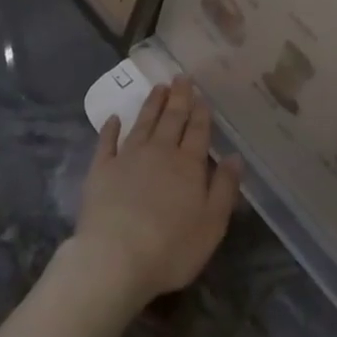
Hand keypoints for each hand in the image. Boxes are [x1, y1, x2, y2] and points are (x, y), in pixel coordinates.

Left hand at [69, 80, 242, 310]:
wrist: (115, 259)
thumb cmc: (171, 248)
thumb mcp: (212, 224)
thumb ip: (224, 188)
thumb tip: (235, 156)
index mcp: (188, 164)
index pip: (197, 131)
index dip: (200, 112)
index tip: (201, 95)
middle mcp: (159, 152)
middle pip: (171, 119)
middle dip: (178, 97)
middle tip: (181, 77)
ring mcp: (128, 157)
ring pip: (143, 123)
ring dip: (152, 104)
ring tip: (159, 87)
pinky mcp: (101, 170)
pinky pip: (107, 142)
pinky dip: (110, 128)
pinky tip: (114, 118)